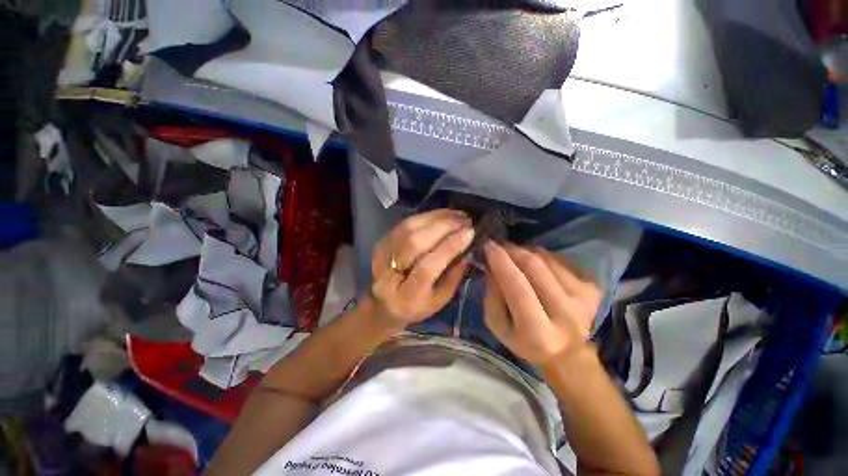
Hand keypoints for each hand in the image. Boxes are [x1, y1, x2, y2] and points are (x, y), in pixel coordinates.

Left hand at [370, 209, 474, 329]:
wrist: (383, 303)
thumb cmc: (416, 306)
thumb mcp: (439, 300)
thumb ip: (454, 276)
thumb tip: (467, 249)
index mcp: (407, 296)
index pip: (427, 266)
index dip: (449, 247)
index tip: (470, 232)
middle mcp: (389, 274)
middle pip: (415, 242)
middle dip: (444, 227)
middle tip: (466, 220)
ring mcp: (382, 255)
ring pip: (409, 228)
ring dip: (437, 218)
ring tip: (458, 215)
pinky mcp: (381, 242)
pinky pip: (405, 223)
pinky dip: (427, 216)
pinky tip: (443, 215)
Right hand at [483, 241, 600, 366]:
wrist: (567, 354)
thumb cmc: (524, 341)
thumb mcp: (498, 326)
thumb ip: (491, 297)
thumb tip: (492, 266)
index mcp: (538, 334)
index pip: (517, 286)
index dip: (501, 261)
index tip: (487, 245)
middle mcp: (567, 316)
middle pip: (535, 267)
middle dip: (512, 250)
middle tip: (498, 245)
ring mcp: (585, 300)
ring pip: (547, 259)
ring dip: (525, 251)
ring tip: (513, 255)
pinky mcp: (593, 288)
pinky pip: (559, 259)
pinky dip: (541, 256)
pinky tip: (533, 264)